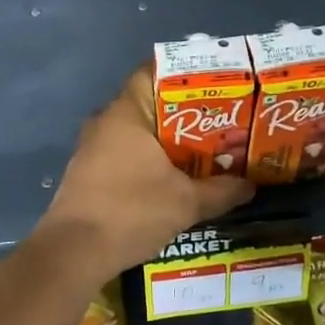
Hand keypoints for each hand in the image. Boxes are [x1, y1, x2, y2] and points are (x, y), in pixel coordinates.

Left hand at [36, 68, 254, 276]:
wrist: (74, 252)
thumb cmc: (131, 211)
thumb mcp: (186, 202)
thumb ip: (221, 190)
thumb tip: (250, 184)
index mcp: (127, 113)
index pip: (153, 73)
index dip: (185, 75)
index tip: (215, 84)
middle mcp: (105, 122)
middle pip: (150, 105)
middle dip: (185, 113)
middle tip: (221, 121)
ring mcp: (92, 148)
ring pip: (138, 133)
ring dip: (167, 141)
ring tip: (205, 150)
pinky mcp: (88, 172)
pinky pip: (125, 154)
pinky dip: (149, 160)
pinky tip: (173, 178)